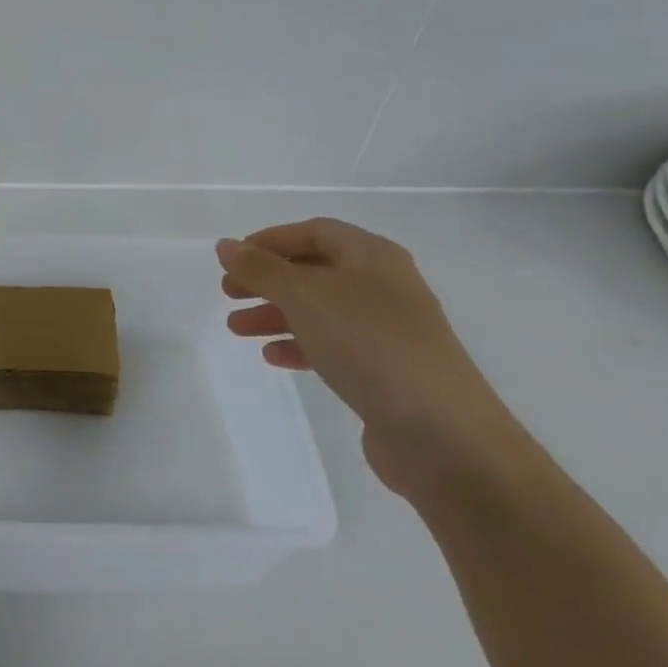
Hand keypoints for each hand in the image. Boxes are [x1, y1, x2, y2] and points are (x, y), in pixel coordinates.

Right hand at [217, 218, 514, 493]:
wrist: (442, 434)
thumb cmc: (369, 345)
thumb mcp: (304, 296)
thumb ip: (260, 268)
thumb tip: (225, 246)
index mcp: (373, 257)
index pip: (314, 232)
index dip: (270, 240)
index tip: (233, 259)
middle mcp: (384, 287)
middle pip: (313, 271)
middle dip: (267, 280)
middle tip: (229, 294)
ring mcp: (388, 331)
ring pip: (319, 310)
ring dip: (275, 314)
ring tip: (236, 329)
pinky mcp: (386, 371)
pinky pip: (333, 346)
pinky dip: (300, 345)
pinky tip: (273, 357)